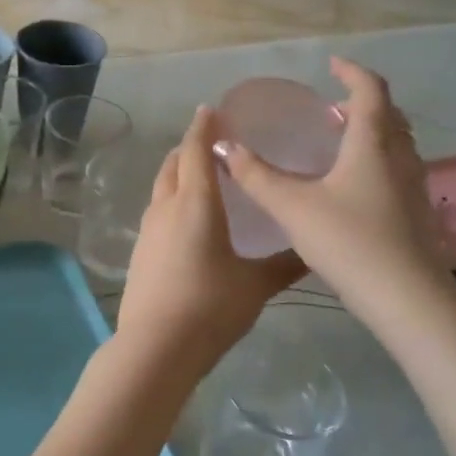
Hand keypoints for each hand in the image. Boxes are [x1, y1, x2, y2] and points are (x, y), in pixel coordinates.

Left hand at [114, 107, 306, 385]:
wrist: (156, 346)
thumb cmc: (210, 307)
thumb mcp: (256, 285)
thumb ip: (285, 264)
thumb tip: (315, 251)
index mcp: (196, 204)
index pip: (195, 151)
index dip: (203, 128)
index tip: (212, 110)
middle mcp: (167, 208)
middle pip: (172, 164)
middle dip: (189, 147)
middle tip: (212, 143)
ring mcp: (148, 230)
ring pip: (161, 187)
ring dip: (177, 173)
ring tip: (200, 176)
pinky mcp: (140, 251)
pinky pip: (156, 211)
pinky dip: (171, 200)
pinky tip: (187, 219)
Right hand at [215, 58, 447, 302]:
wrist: (404, 296)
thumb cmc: (348, 240)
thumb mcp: (292, 206)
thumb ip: (256, 175)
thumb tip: (224, 145)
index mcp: (372, 143)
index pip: (370, 90)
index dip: (352, 72)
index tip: (332, 64)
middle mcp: (400, 157)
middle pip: (389, 114)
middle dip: (362, 101)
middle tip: (333, 105)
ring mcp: (413, 185)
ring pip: (397, 143)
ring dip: (372, 131)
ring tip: (342, 139)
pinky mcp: (415, 212)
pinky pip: (397, 168)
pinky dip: (377, 159)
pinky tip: (353, 185)